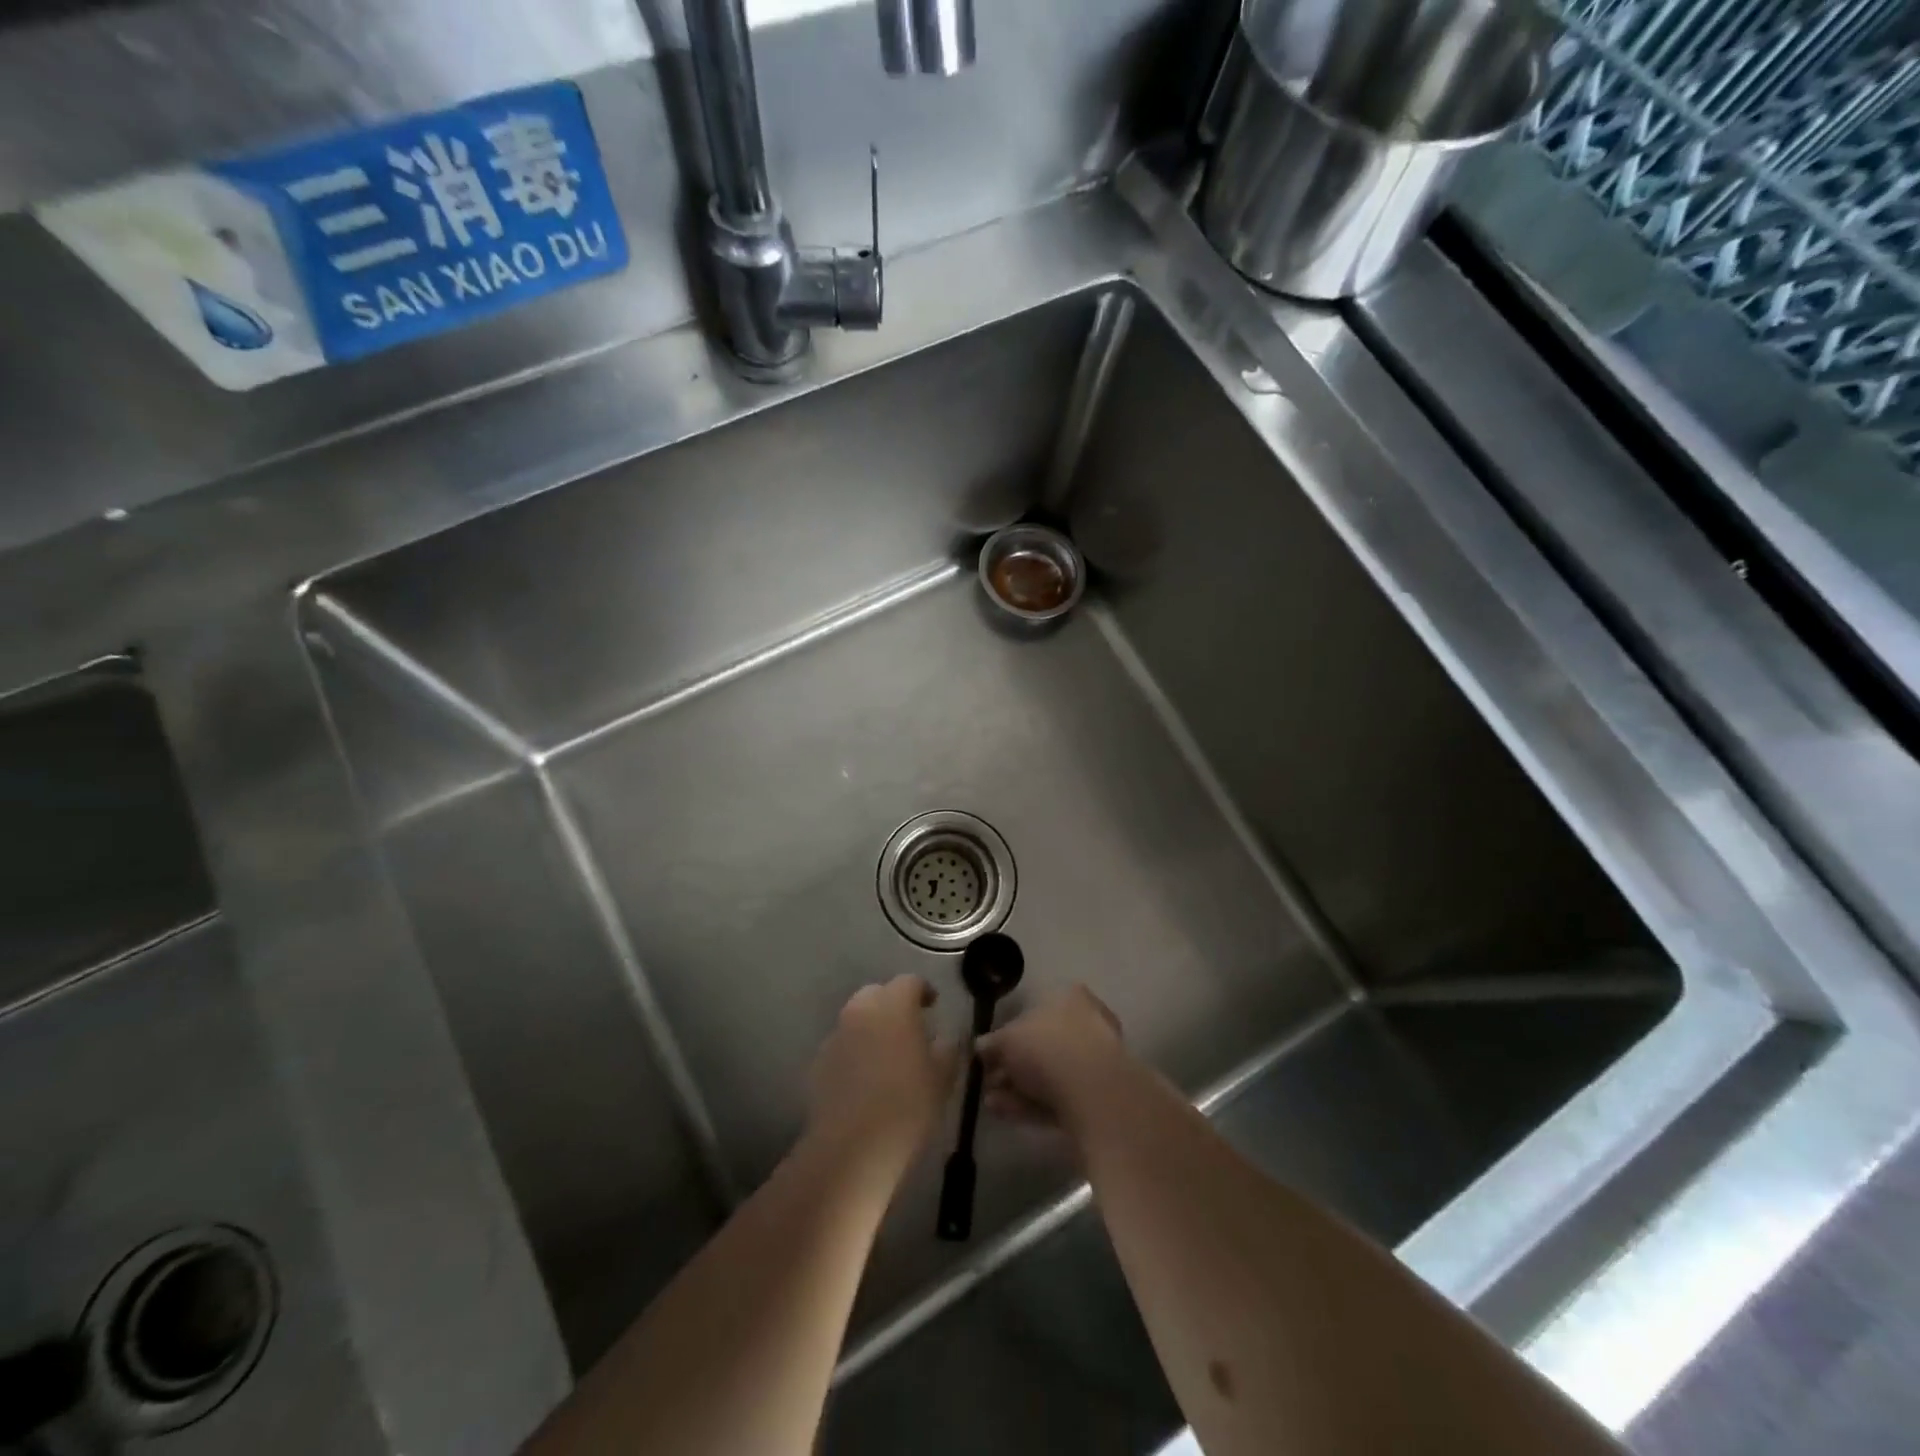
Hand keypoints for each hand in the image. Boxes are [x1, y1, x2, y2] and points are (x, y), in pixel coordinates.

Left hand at [807, 976, 958, 1173]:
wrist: (852, 1149)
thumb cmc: (908, 1106)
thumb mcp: (943, 1077)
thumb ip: (947, 1048)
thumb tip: (946, 1037)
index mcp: (893, 1006)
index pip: (910, 982)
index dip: (923, 991)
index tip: (933, 1006)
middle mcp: (860, 1011)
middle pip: (878, 994)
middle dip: (894, 1004)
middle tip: (910, 1028)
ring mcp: (836, 1035)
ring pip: (857, 1019)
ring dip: (872, 1027)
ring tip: (888, 1055)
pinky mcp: (819, 1062)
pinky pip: (843, 1045)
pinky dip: (855, 1051)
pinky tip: (866, 1078)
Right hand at [978, 985, 1127, 1139]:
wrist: (1092, 1091)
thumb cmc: (1046, 1047)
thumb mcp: (1007, 1039)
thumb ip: (992, 1043)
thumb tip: (981, 1046)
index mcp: (1068, 997)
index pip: (1033, 1009)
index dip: (1006, 1033)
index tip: (988, 1053)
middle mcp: (1086, 1023)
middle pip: (1041, 1044)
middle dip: (1011, 1065)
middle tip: (987, 1081)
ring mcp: (1095, 1061)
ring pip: (1048, 1073)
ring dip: (1016, 1088)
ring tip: (989, 1102)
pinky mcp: (1096, 1096)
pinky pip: (1057, 1096)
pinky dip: (1030, 1103)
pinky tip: (1004, 1112)